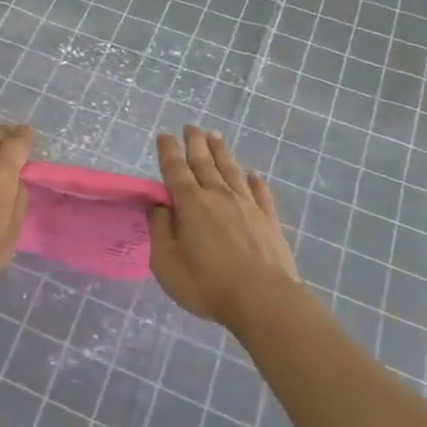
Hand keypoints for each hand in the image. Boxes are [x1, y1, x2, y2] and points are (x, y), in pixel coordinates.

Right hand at [149, 126, 300, 330]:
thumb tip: (157, 205)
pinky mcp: (269, 220)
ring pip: (232, 171)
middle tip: (190, 127)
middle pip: (205, 163)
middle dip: (195, 143)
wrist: (263, 299)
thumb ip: (159, 230)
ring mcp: (247, 206)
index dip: (168, 151)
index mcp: (191, 204)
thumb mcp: (166, 262)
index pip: (175, 170)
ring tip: (215, 136)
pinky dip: (255, 182)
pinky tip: (253, 176)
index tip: (164, 135)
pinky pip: (260, 194)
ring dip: (222, 153)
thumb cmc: (206, 284)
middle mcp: (219, 196)